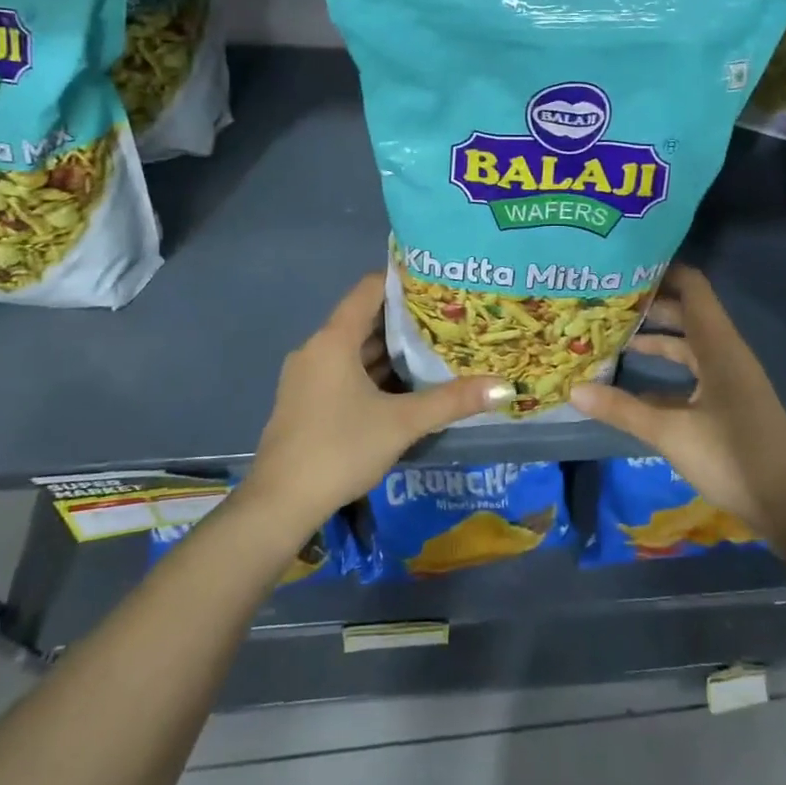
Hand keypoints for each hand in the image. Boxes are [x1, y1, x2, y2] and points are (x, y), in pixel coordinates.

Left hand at [244, 274, 511, 534]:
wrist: (280, 504)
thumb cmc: (340, 449)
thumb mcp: (402, 423)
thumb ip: (452, 401)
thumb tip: (505, 388)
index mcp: (333, 340)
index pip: (370, 289)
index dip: (403, 281)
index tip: (439, 282)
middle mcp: (316, 349)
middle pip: (364, 319)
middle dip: (405, 319)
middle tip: (449, 316)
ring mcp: (308, 376)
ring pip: (355, 350)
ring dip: (391, 349)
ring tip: (436, 346)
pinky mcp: (306, 401)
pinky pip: (345, 372)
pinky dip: (374, 372)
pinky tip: (406, 385)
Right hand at [573, 266, 785, 539]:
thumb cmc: (733, 457)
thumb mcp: (670, 433)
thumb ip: (622, 409)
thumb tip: (573, 390)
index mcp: (718, 346)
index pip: (692, 287)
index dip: (662, 270)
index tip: (624, 265)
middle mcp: (724, 352)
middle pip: (686, 313)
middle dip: (649, 305)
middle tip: (606, 299)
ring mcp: (728, 378)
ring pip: (687, 344)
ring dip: (655, 338)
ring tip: (611, 335)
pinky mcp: (727, 402)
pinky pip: (691, 373)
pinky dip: (664, 371)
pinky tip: (632, 384)